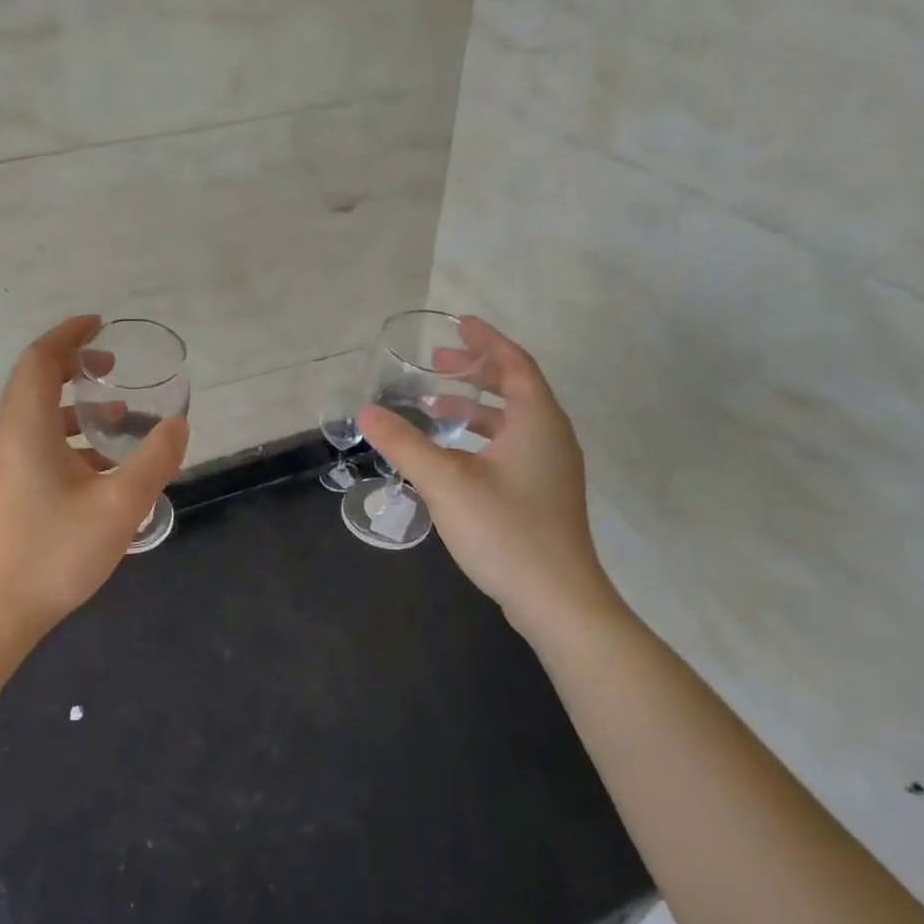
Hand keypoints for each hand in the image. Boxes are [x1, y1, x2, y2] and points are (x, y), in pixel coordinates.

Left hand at [0, 315, 189, 639]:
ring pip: (35, 416)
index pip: (40, 360)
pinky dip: (67, 437)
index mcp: (26, 428)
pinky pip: (34, 443)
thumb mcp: (120, 505)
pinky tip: (100, 466)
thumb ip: (154, 460)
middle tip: (112, 366)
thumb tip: (178, 425)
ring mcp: (1, 465)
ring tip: (117, 415)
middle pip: (34, 382)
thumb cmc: (57, 552)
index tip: (100, 326)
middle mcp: (6, 437)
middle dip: (74, 366)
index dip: (69, 335)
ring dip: (74, 405)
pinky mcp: (4, 490)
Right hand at [359, 316, 621, 637]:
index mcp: (537, 421)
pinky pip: (510, 446)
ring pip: (511, 421)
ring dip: (473, 406)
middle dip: (475, 370)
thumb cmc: (505, 530)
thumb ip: (404, 443)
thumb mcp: (445, 482)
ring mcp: (550, 468)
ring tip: (432, 404)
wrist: (556, 599)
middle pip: (515, 388)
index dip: (486, 340)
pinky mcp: (542, 494)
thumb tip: (366, 411)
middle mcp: (550, 437)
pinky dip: (479, 436)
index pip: (514, 363)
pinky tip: (450, 455)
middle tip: (438, 360)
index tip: (458, 323)